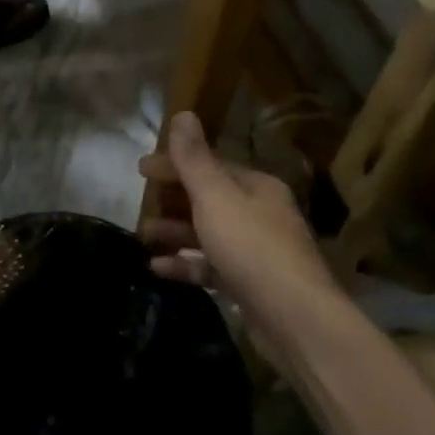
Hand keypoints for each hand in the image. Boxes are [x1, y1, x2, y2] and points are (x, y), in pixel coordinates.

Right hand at [139, 112, 336, 342]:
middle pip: (208, 199)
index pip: (210, 165)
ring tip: (143, 236)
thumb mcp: (216, 197)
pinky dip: (185, 264)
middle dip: (172, 200)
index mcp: (256, 186)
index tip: (140, 170)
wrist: (295, 320)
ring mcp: (255, 251)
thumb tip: (183, 114)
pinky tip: (156, 268)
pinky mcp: (249, 284)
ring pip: (207, 233)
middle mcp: (259, 214)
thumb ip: (194, 159)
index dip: (174, 164)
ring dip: (174, 232)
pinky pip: (210, 267)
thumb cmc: (252, 247)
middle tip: (139, 204)